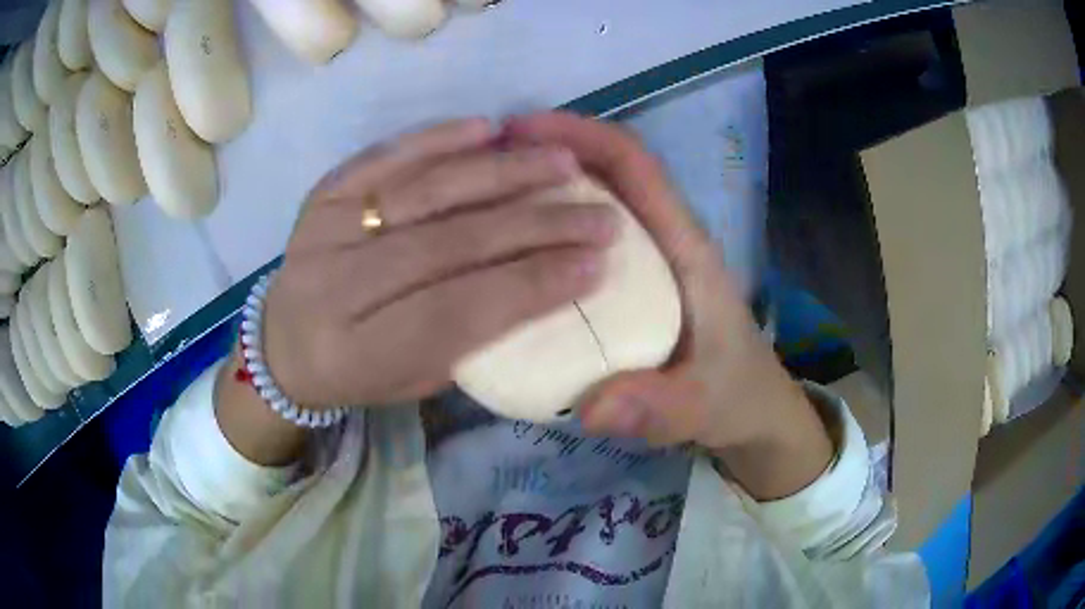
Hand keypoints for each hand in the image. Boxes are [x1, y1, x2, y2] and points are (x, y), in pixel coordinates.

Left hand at [261, 118, 618, 408]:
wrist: (283, 344)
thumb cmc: (359, 371)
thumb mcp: (415, 379)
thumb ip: (470, 336)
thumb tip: (543, 282)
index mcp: (358, 352)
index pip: (457, 311)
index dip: (530, 285)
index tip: (595, 264)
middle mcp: (336, 287)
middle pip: (447, 245)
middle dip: (534, 226)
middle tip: (598, 213)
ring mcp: (324, 232)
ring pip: (423, 192)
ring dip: (501, 173)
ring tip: (563, 162)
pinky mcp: (322, 195)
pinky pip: (383, 158)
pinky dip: (437, 139)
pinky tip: (489, 129)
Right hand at [505, 113, 831, 497]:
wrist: (750, 409)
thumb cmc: (732, 395)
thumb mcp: (699, 408)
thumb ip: (656, 407)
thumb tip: (592, 406)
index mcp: (684, 248)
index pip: (635, 166)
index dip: (580, 135)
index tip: (519, 131)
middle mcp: (663, 239)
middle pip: (606, 171)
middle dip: (548, 152)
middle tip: (480, 165)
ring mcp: (647, 259)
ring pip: (592, 200)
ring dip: (542, 186)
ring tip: (479, 198)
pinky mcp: (631, 282)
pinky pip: (582, 239)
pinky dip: (546, 227)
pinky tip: (506, 252)